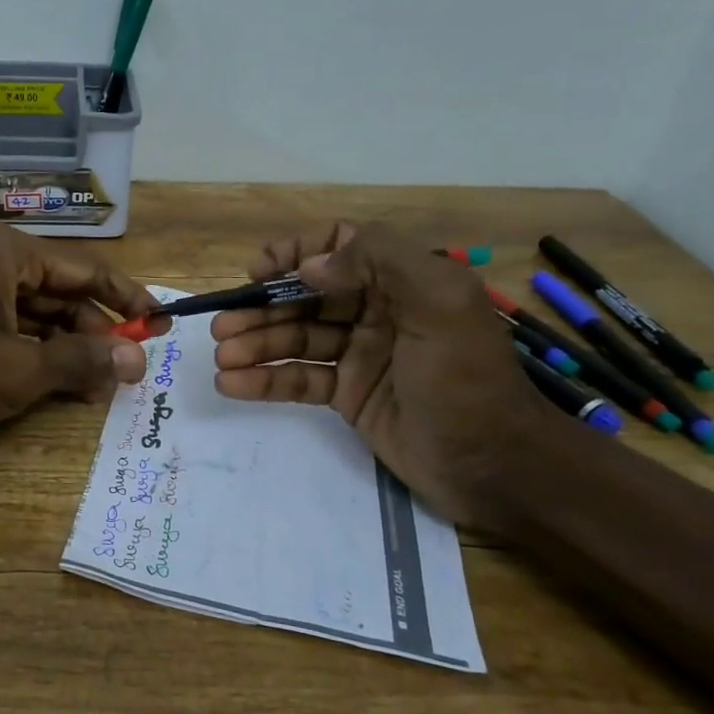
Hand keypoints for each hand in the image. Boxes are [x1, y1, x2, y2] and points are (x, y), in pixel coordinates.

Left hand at [0, 222, 167, 434]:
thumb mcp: (22, 368)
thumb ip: (83, 360)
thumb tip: (137, 361)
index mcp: (11, 252)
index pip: (88, 270)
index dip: (129, 299)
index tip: (162, 323)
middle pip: (65, 292)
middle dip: (99, 332)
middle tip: (133, 367)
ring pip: (42, 313)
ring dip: (73, 347)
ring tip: (104, 384)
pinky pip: (17, 327)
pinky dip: (42, 352)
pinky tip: (66, 382)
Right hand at [210, 221, 552, 527]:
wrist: (492, 466)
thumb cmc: (466, 379)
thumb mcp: (441, 304)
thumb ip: (380, 262)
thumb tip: (308, 266)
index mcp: (401, 281)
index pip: (339, 247)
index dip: (295, 252)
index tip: (260, 273)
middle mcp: (377, 311)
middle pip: (305, 297)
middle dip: (261, 308)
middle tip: (222, 328)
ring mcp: (359, 354)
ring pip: (295, 339)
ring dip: (255, 345)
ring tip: (221, 358)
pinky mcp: (347, 394)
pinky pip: (298, 378)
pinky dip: (264, 381)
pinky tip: (232, 384)